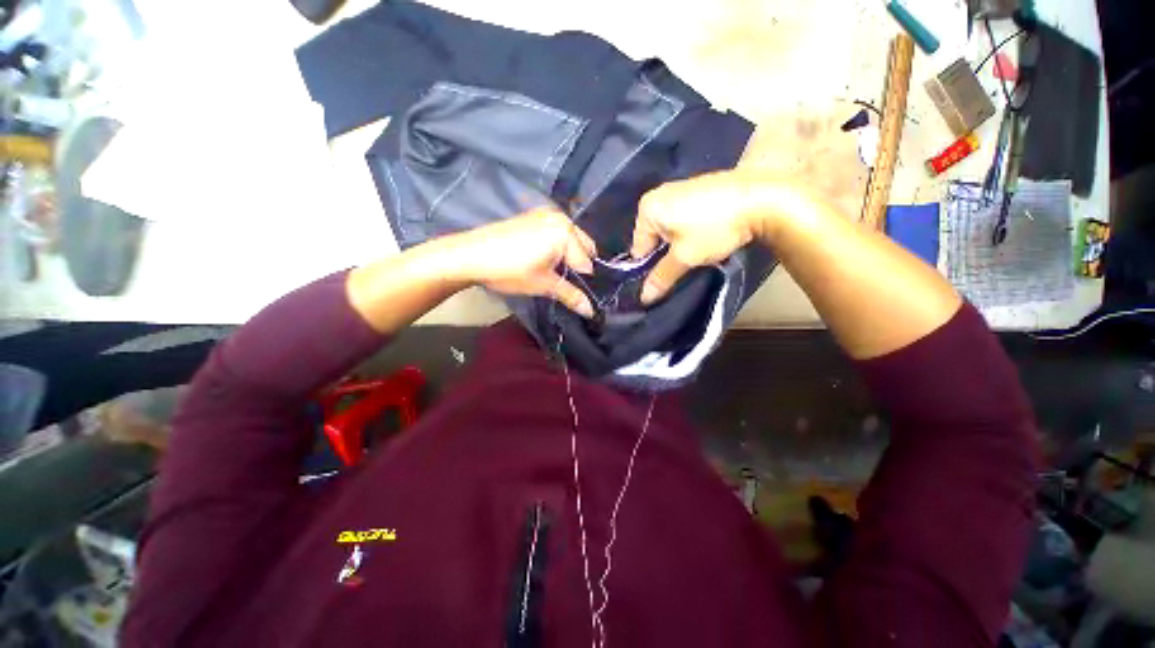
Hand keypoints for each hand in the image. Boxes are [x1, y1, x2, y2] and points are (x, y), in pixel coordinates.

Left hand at [449, 208, 596, 316]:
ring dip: (568, 255)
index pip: (587, 262)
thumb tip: (591, 311)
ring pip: (571, 239)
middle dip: (578, 265)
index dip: (583, 282)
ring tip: (553, 272)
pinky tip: (543, 258)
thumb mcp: (543, 285)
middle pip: (583, 246)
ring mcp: (546, 213)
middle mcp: (561, 217)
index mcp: (566, 232)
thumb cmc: (510, 270)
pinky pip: (557, 232)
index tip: (576, 294)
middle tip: (565, 283)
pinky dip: (557, 245)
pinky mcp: (533, 216)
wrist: (469, 255)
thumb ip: (571, 295)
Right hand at [631, 172, 765, 303]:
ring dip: (679, 244)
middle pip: (654, 238)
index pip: (639, 249)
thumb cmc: (713, 228)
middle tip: (684, 264)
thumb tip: (643, 298)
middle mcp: (658, 194)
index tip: (664, 278)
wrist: (762, 198)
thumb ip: (661, 277)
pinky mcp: (698, 188)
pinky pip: (684, 218)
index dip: (650, 268)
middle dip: (665, 254)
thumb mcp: (684, 258)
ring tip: (698, 251)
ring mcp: (679, 188)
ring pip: (670, 229)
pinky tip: (708, 236)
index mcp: (648, 208)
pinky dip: (691, 230)